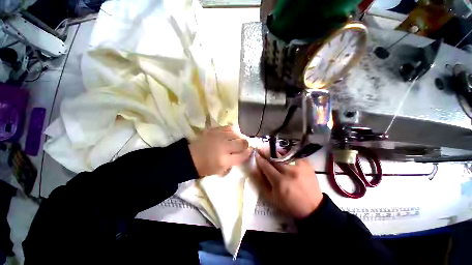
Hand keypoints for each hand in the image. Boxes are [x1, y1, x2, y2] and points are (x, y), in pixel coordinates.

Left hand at [189, 126, 251, 176]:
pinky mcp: (214, 130)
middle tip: (243, 146)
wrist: (190, 157)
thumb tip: (245, 152)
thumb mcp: (222, 169)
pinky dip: (234, 130)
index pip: (243, 155)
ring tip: (238, 140)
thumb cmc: (206, 166)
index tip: (249, 151)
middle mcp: (223, 146)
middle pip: (242, 142)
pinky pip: (229, 127)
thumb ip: (235, 161)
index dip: (248, 153)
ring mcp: (219, 136)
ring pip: (237, 133)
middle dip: (246, 144)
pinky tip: (232, 134)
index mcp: (224, 160)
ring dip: (240, 137)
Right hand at [253, 150, 322, 218]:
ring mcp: (299, 166)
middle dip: (266, 152)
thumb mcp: (271, 197)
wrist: (312, 207)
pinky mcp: (306, 164)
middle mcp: (289, 172)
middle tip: (261, 149)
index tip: (255, 154)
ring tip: (271, 151)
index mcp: (280, 182)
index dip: (259, 159)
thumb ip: (261, 182)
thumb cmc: (289, 203)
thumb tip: (253, 169)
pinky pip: (293, 155)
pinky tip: (283, 155)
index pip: (266, 165)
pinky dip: (286, 154)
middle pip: (274, 157)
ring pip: (283, 154)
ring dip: (275, 152)